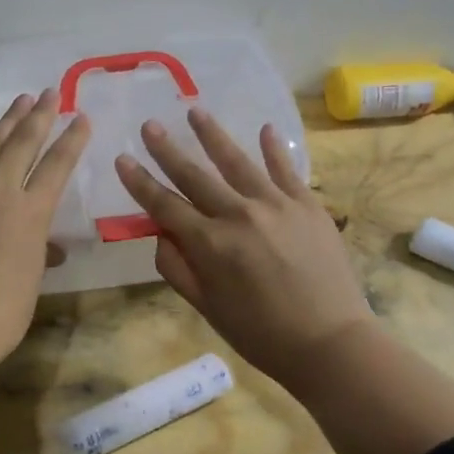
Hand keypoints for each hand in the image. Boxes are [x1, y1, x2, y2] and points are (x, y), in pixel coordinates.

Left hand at [0, 88, 89, 384]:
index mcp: (30, 213)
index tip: (81, 117)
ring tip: (17, 103)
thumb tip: (46, 245)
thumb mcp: (30, 280)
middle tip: (48, 94)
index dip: (71, 139)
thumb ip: (38, 250)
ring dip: (4, 123)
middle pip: (21, 143)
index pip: (57, 165)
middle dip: (38, 116)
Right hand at [115, 109, 374, 393]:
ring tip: (195, 111)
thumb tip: (160, 233)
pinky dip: (274, 149)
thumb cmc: (262, 334)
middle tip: (149, 125)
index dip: (140, 182)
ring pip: (237, 161)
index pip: (164, 205)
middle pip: (195, 175)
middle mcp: (238, 215)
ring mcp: (276, 205)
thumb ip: (178, 268)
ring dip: (213, 135)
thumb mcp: (207, 308)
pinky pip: (286, 170)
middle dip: (167, 149)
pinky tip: (265, 129)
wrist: (331, 343)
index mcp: (210, 244)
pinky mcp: (307, 205)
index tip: (122, 159)